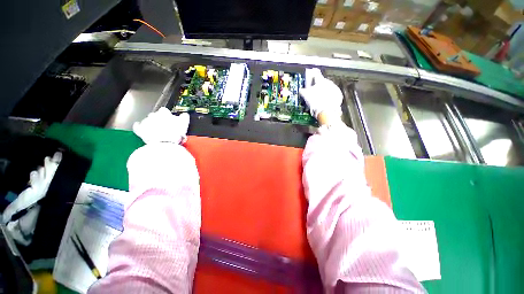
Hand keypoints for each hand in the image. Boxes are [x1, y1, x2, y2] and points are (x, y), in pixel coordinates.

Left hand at [133, 107, 189, 143]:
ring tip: (159, 132)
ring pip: (148, 121)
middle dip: (160, 120)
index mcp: (164, 112)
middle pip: (156, 116)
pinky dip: (140, 127)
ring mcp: (146, 122)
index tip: (172, 121)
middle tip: (166, 127)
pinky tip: (144, 129)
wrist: (165, 143)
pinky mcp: (140, 130)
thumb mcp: (185, 123)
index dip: (169, 116)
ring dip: (152, 125)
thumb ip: (184, 117)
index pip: (166, 111)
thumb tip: (184, 115)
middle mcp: (153, 115)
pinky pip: (138, 127)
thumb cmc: (175, 133)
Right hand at [299, 68, 342, 123]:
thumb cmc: (315, 102)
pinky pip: (333, 93)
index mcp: (320, 81)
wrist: (326, 111)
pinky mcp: (339, 95)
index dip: (313, 72)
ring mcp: (335, 89)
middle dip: (318, 85)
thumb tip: (300, 89)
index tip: (312, 71)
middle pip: (322, 82)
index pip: (316, 74)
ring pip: (328, 87)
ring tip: (319, 98)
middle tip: (314, 91)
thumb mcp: (306, 96)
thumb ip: (303, 91)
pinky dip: (329, 96)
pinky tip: (325, 101)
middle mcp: (329, 82)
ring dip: (324, 91)